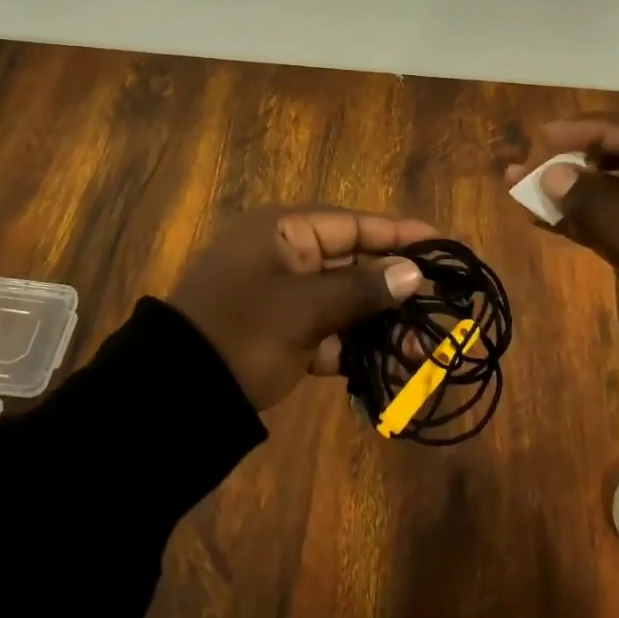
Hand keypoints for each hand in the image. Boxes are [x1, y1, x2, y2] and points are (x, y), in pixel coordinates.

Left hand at [169, 207, 434, 409]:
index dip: (398, 234)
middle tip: (440, 304)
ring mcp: (281, 296)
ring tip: (423, 347)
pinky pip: (326, 331)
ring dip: (379, 323)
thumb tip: (414, 272)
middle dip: (395, 287)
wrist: (177, 393)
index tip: (442, 243)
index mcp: (284, 232)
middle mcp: (284, 256)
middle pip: (352, 263)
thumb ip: (362, 289)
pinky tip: (389, 365)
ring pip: (342, 301)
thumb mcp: (305, 308)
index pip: (352, 224)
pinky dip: (353, 346)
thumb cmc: (245, 332)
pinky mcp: (279, 333)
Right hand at [506, 116, 618, 370]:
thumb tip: (551, 174)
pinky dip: (578, 219)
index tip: (546, 136)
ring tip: (518, 184)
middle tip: (531, 159)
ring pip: (617, 194)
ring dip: (571, 188)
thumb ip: (601, 207)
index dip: (598, 131)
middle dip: (578, 158)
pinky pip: (613, 225)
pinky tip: (539, 215)